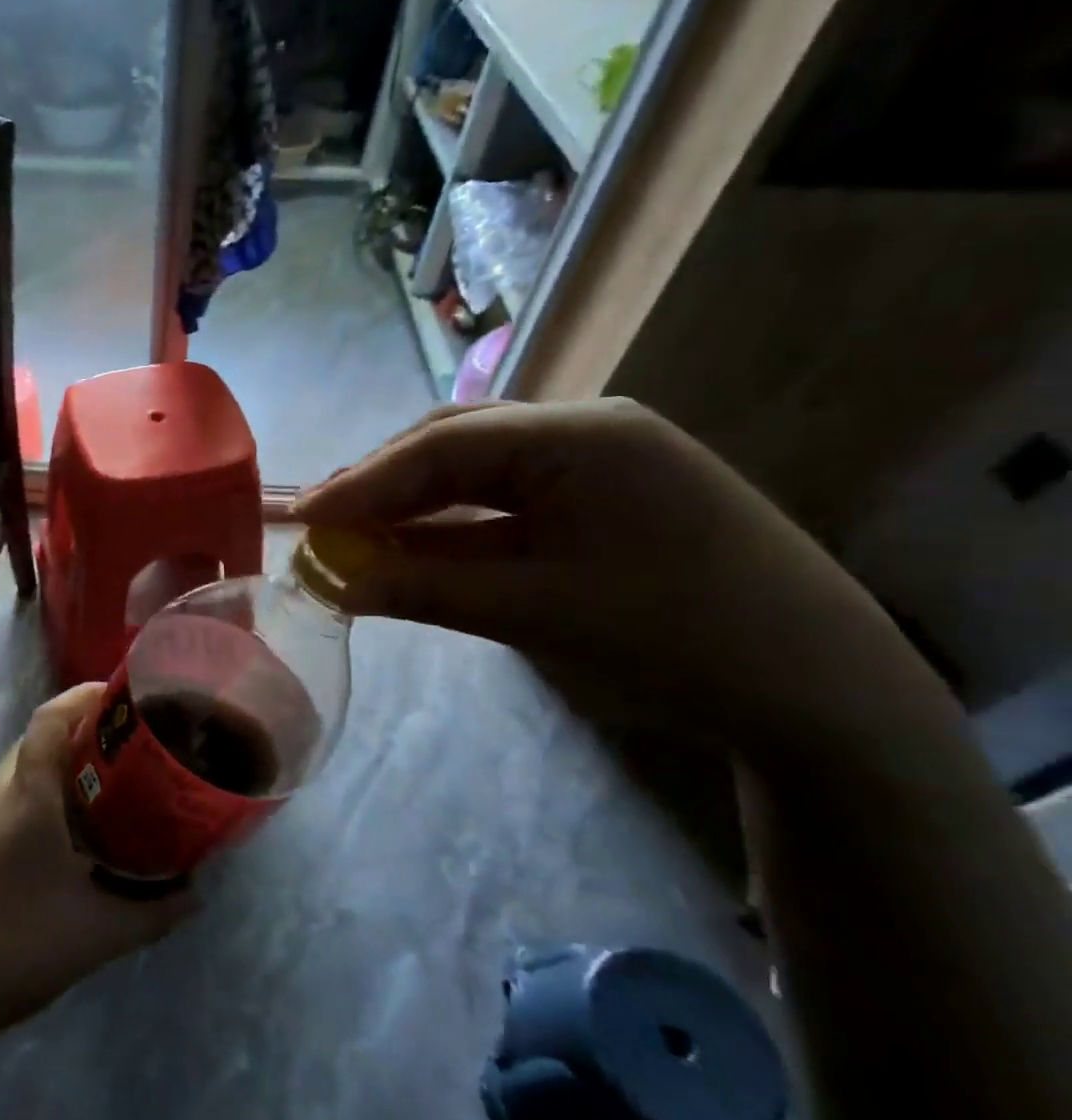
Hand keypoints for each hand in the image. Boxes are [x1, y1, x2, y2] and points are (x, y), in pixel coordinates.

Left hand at [0, 685, 194, 1053]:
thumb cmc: (14, 953)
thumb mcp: (98, 938)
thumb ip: (155, 913)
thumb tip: (197, 893)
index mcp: (25, 801)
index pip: (49, 720)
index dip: (83, 696)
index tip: (120, 695)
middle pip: (35, 738)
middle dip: (79, 732)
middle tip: (125, 750)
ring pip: (16, 768)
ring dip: (54, 766)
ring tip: (98, 789)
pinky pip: (0, 797)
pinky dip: (31, 794)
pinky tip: (54, 835)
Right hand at [294, 399, 920, 746]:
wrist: (816, 688)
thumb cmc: (672, 637)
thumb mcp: (532, 612)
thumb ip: (422, 590)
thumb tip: (335, 584)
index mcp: (580, 436)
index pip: (442, 446)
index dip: (364, 481)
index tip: (303, 515)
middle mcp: (587, 430)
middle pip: (457, 443)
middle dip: (384, 483)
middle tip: (323, 521)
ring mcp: (600, 462)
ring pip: (480, 469)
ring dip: (416, 502)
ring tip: (355, 532)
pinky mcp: (605, 498)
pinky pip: (510, 499)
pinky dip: (457, 523)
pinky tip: (417, 543)